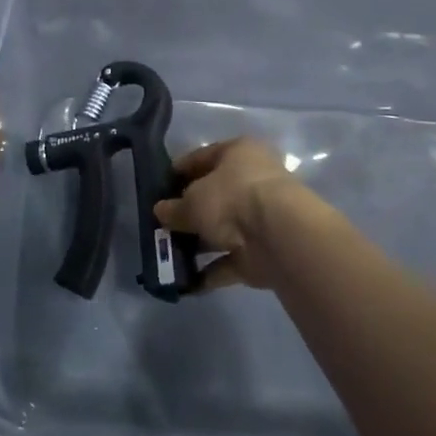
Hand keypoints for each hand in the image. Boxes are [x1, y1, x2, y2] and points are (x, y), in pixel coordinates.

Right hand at [153, 137, 304, 290]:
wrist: (278, 238)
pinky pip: (230, 260)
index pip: (202, 157)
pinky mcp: (263, 251)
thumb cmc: (232, 198)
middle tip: (160, 224)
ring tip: (166, 255)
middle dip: (187, 212)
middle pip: (214, 195)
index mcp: (240, 153)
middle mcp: (254, 181)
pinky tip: (185, 282)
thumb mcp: (192, 200)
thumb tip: (160, 211)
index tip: (157, 188)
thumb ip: (174, 207)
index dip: (178, 172)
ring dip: (197, 244)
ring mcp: (261, 218)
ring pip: (221, 229)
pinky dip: (210, 271)